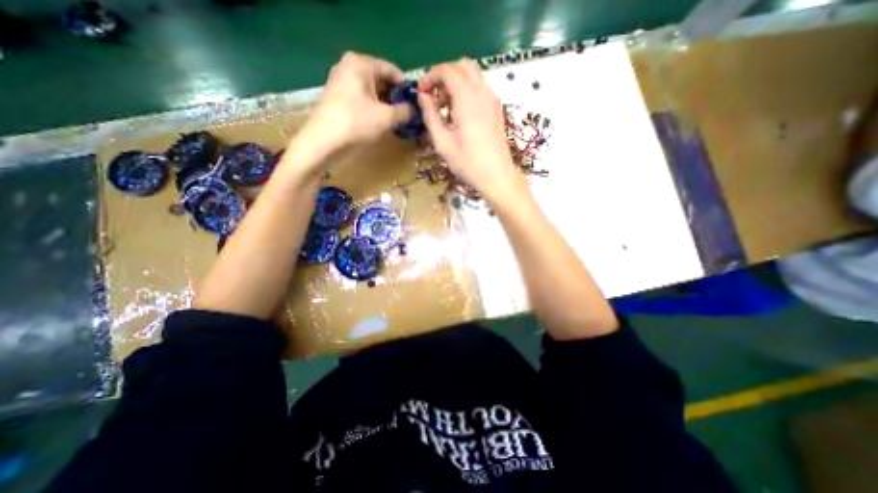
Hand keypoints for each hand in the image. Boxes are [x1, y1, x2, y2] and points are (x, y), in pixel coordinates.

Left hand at [300, 49, 412, 157]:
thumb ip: (405, 111)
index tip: (415, 105)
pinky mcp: (337, 95)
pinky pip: (362, 97)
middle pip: (382, 80)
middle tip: (405, 115)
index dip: (406, 89)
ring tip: (394, 121)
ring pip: (372, 90)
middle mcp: (350, 66)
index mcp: (362, 63)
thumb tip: (414, 109)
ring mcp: (341, 80)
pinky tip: (379, 122)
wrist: (324, 141)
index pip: (393, 71)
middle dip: (395, 98)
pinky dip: (373, 107)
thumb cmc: (356, 123)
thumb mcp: (387, 117)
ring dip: (385, 104)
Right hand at [419, 58, 527, 203]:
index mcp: (467, 98)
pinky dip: (467, 90)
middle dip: (444, 76)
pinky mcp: (497, 108)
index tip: (421, 94)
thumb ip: (431, 115)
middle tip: (434, 98)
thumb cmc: (468, 162)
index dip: (430, 76)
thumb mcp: (442, 142)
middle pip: (462, 65)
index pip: (447, 70)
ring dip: (456, 82)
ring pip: (473, 75)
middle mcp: (482, 91)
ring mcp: (493, 99)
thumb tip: (423, 96)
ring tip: (445, 107)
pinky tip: (460, 113)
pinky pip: (480, 88)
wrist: (497, 175)